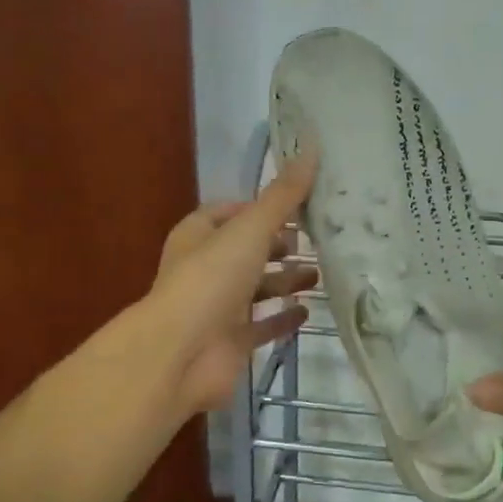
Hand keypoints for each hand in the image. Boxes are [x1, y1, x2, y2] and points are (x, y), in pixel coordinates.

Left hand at [140, 152, 319, 418]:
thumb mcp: (250, 228)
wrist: (181, 354)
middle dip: (279, 245)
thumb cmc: (211, 279)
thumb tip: (312, 147)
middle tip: (318, 238)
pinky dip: (283, 317)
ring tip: (322, 273)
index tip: (298, 204)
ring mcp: (218, 308)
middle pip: (247, 250)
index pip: (231, 212)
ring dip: (285, 280)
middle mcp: (206, 268)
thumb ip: (283, 195)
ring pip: (256, 288)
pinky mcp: (231, 342)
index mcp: (199, 235)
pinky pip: (262, 325)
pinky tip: (308, 311)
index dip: (262, 207)